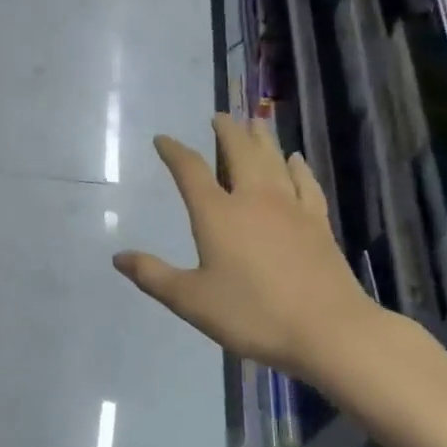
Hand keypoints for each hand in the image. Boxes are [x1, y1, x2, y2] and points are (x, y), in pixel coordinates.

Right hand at [114, 115, 386, 388]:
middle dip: (226, 132)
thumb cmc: (252, 314)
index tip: (163, 139)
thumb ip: (153, 276)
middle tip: (219, 117)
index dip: (174, 152)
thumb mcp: (191, 300)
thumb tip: (118, 257)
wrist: (328, 329)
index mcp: (217, 214)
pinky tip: (295, 160)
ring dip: (261, 138)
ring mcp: (290, 207)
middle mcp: (253, 199)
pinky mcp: (317, 222)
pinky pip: (305, 183)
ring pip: (273, 160)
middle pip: (239, 152)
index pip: (190, 171)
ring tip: (255, 122)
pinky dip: (297, 167)